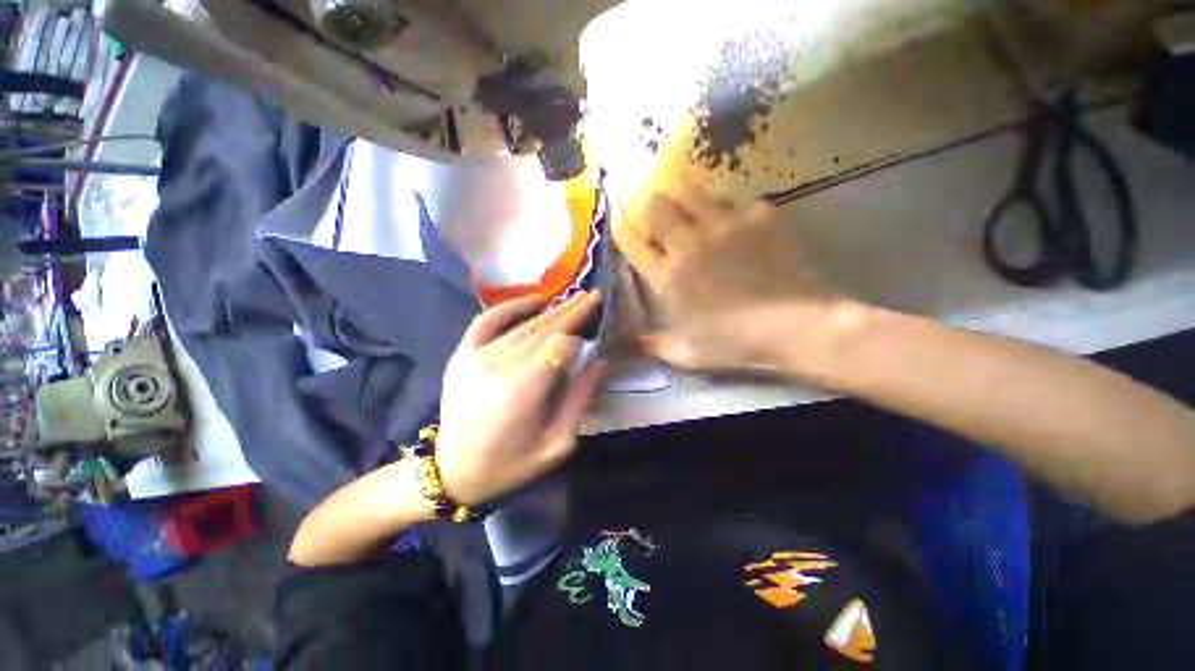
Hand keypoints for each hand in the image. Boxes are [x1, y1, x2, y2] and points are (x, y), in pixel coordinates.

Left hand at [435, 291, 606, 505]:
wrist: (452, 472)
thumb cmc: (510, 464)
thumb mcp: (557, 444)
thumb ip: (580, 399)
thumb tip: (600, 362)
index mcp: (524, 389)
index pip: (561, 345)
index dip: (579, 339)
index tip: (592, 339)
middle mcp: (500, 364)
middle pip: (545, 328)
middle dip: (573, 311)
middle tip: (594, 295)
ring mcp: (477, 355)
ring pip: (523, 324)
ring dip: (552, 309)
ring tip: (574, 297)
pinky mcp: (462, 354)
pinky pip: (487, 320)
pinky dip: (511, 306)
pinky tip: (532, 300)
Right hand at [614, 185, 847, 376]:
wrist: (795, 326)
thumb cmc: (735, 343)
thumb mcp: (688, 354)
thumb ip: (655, 346)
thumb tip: (632, 343)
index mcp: (668, 277)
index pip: (632, 242)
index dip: (622, 228)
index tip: (619, 222)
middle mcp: (689, 244)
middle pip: (657, 206)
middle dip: (652, 209)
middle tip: (661, 220)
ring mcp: (724, 226)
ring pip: (691, 191)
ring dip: (685, 201)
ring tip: (695, 215)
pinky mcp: (759, 217)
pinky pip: (737, 202)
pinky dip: (732, 213)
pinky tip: (741, 229)